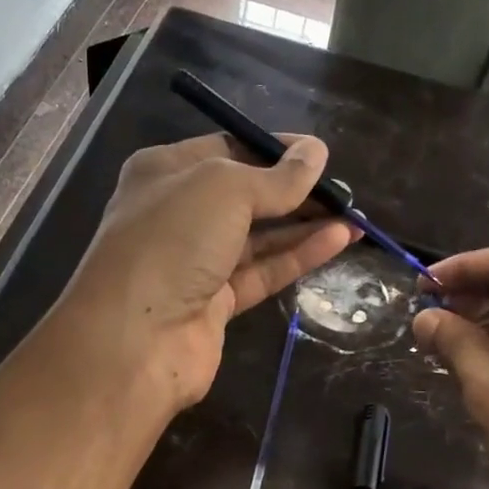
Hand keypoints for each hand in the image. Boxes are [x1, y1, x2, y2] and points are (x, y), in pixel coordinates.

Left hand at [56, 133, 355, 410]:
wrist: (135, 339)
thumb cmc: (172, 242)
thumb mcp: (225, 190)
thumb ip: (275, 177)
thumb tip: (316, 152)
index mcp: (164, 173)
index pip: (226, 150)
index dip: (273, 150)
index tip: (318, 154)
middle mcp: (176, 215)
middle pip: (244, 196)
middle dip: (293, 191)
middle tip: (343, 190)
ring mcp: (193, 263)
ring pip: (256, 238)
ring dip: (303, 226)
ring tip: (354, 215)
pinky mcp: (214, 304)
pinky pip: (261, 272)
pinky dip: (296, 257)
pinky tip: (337, 241)